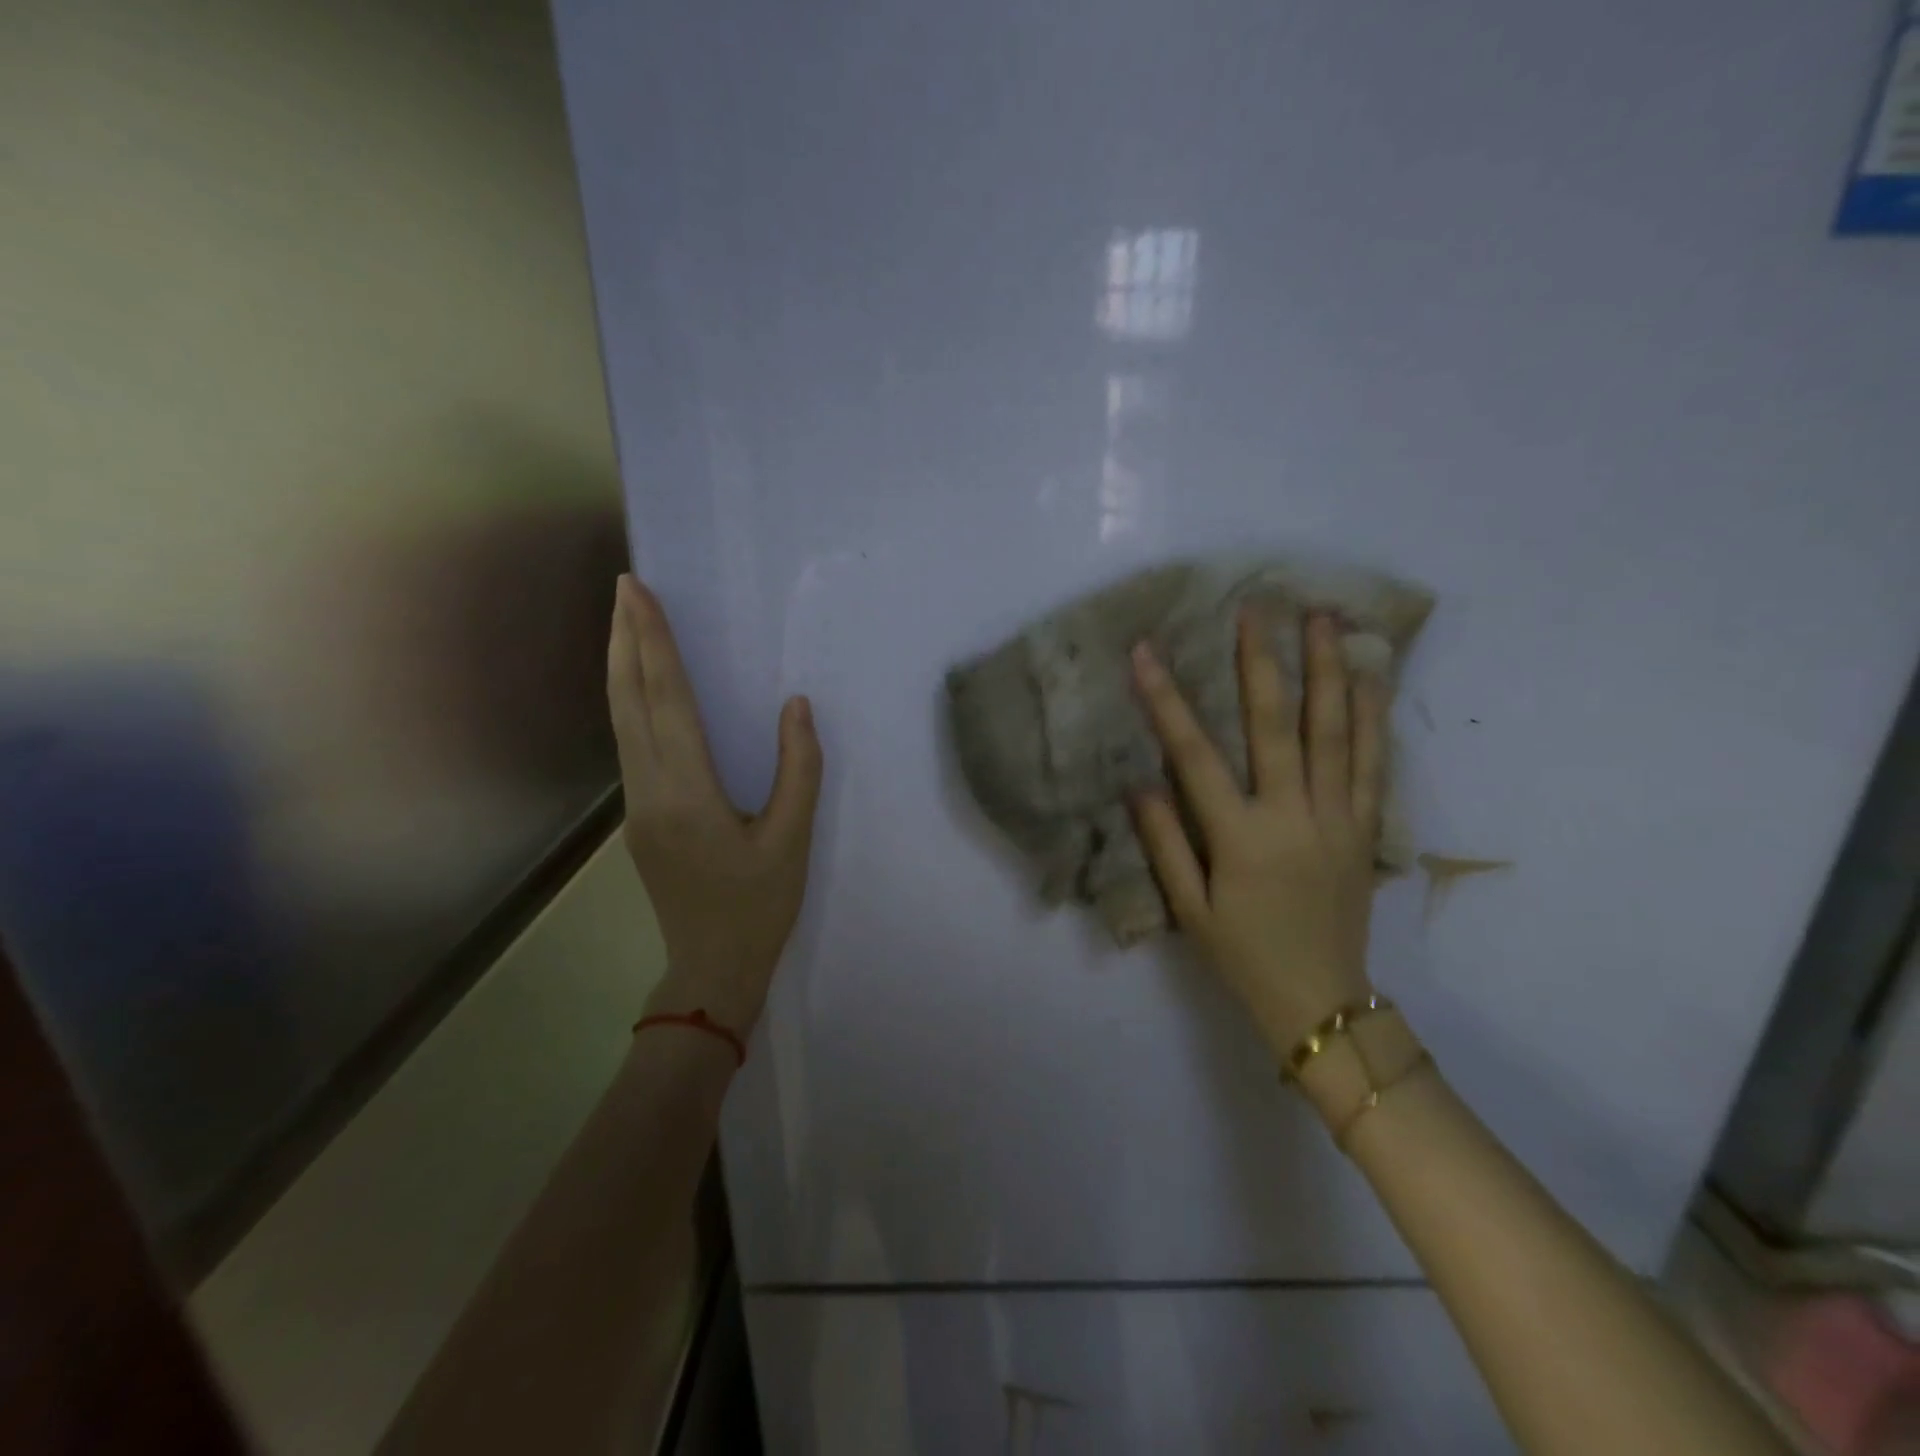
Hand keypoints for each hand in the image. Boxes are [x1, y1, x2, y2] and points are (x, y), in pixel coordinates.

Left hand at [607, 576, 822, 1036]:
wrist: (712, 969)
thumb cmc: (759, 907)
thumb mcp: (793, 839)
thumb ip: (798, 769)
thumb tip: (795, 705)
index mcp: (687, 793)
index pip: (666, 701)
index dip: (654, 643)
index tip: (640, 593)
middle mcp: (649, 791)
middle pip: (628, 702)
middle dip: (624, 640)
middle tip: (624, 587)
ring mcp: (636, 806)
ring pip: (620, 722)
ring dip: (622, 667)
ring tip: (627, 622)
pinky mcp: (639, 817)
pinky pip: (629, 744)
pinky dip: (631, 701)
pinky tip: (642, 687)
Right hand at [1130, 612, 1383, 1054]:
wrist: (1322, 1002)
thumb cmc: (1243, 956)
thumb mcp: (1189, 908)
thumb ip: (1164, 842)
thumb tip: (1139, 782)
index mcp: (1239, 836)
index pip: (1194, 755)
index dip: (1166, 700)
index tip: (1146, 653)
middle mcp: (1292, 815)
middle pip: (1276, 724)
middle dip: (1262, 661)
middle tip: (1257, 606)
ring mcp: (1337, 817)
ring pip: (1335, 732)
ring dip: (1328, 670)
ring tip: (1323, 618)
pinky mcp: (1364, 827)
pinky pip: (1372, 762)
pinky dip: (1373, 716)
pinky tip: (1370, 678)